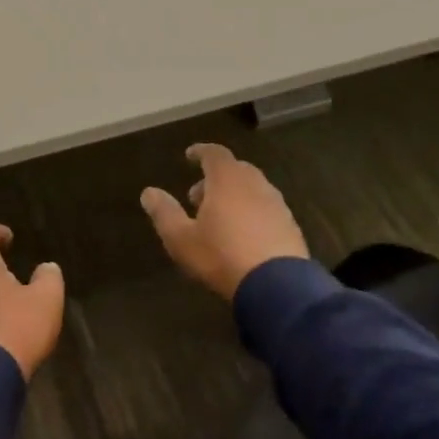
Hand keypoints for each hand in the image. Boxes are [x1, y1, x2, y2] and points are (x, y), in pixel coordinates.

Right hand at [140, 144, 309, 300]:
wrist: (277, 286)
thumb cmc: (221, 256)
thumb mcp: (181, 238)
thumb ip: (164, 212)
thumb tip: (148, 192)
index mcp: (227, 180)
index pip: (214, 154)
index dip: (200, 152)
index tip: (189, 156)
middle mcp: (255, 185)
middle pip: (235, 169)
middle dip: (215, 177)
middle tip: (198, 196)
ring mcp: (277, 204)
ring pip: (252, 188)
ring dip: (234, 195)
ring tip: (218, 218)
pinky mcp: (290, 225)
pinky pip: (266, 208)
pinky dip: (251, 211)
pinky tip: (243, 234)